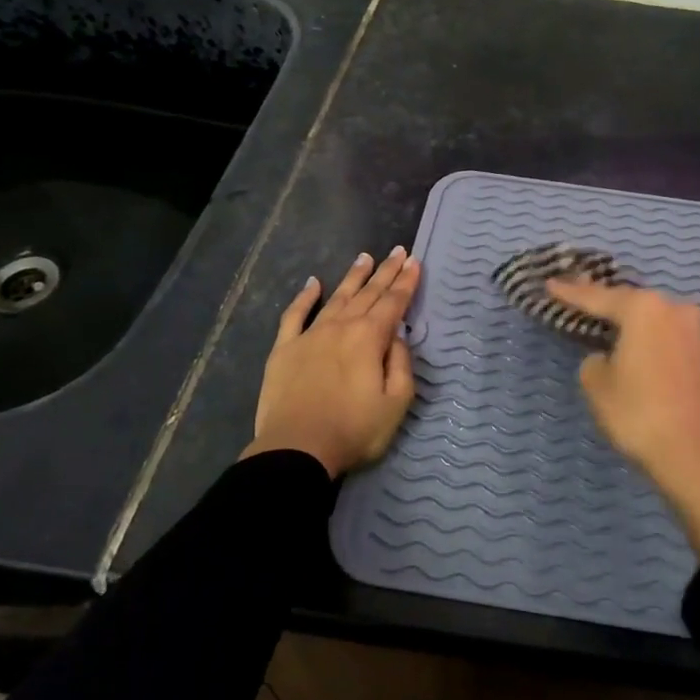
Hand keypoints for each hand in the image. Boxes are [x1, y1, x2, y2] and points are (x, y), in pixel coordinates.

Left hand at [244, 247, 420, 477]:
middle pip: (368, 293)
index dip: (406, 282)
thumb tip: (396, 337)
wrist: (297, 449)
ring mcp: (310, 335)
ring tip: (365, 258)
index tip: (415, 261)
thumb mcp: (396, 402)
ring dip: (353, 277)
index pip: (393, 303)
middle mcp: (341, 327)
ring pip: (336, 297)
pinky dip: (305, 296)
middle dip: (386, 272)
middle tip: (398, 251)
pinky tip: (313, 283)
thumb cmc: (354, 430)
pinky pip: (295, 315)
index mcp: (370, 338)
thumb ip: (401, 364)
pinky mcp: (284, 348)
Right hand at [547, 279, 699, 557]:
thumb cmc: (639, 415)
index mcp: (646, 310)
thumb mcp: (597, 386)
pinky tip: (659, 374)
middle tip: (592, 311)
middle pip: (640, 306)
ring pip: (667, 326)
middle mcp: (680, 312)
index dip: (572, 292)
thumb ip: (595, 361)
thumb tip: (609, 359)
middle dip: (616, 310)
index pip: (600, 297)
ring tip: (628, 346)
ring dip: (647, 334)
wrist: (699, 457)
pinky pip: (686, 349)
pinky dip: (669, 356)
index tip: (552, 284)